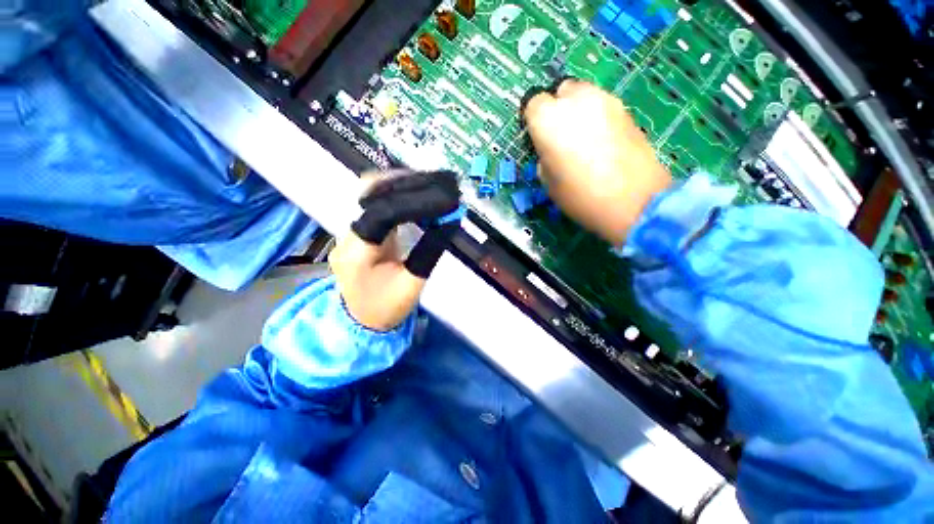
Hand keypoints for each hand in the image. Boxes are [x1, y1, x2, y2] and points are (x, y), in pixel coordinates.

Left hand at [330, 170, 460, 330]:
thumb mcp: (413, 284)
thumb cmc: (386, 308)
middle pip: (372, 193)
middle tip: (441, 181)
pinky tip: (417, 192)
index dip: (415, 201)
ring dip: (403, 184)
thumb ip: (429, 251)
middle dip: (409, 183)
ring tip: (433, 183)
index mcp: (358, 252)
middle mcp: (348, 234)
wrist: (359, 320)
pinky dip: (399, 193)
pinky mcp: (358, 229)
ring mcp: (349, 229)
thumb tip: (449, 221)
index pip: (384, 212)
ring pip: (372, 192)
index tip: (445, 198)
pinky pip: (377, 202)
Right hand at [523, 79, 672, 244]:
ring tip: (583, 139)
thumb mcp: (548, 183)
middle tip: (561, 136)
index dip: (534, 122)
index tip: (538, 139)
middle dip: (558, 109)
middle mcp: (576, 101)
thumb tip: (550, 151)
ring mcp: (605, 101)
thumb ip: (544, 158)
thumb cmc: (580, 196)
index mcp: (548, 120)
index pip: (533, 104)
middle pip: (561, 91)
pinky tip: (602, 141)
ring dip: (578, 111)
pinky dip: (598, 117)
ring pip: (584, 95)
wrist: (634, 201)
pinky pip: (603, 106)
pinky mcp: (626, 109)